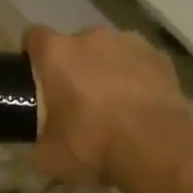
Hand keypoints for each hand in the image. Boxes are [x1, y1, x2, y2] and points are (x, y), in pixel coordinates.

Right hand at [24, 24, 192, 185]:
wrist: (157, 148)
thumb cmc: (94, 145)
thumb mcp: (50, 156)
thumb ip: (39, 141)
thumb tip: (42, 142)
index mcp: (57, 53)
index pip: (34, 36)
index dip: (32, 54)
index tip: (36, 76)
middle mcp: (91, 37)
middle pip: (75, 44)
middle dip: (74, 65)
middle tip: (77, 98)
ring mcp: (129, 42)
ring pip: (110, 50)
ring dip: (107, 67)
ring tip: (115, 101)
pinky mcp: (160, 56)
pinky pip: (140, 61)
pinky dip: (137, 76)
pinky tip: (142, 103)